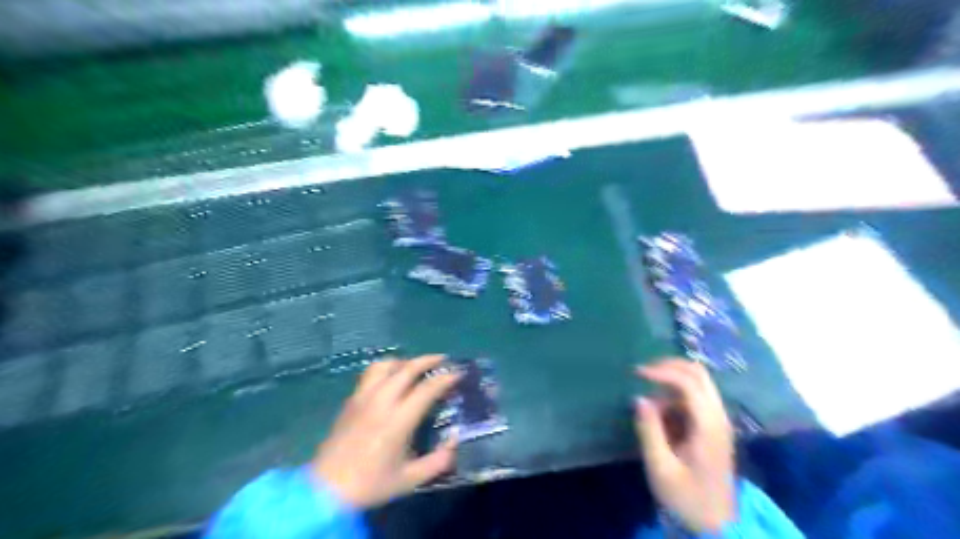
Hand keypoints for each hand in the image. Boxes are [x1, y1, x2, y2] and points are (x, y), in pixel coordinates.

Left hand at [311, 354, 461, 508]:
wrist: (326, 490)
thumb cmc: (371, 484)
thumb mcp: (410, 479)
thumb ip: (438, 461)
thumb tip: (455, 440)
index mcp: (398, 420)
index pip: (426, 388)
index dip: (446, 378)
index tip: (458, 373)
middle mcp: (381, 401)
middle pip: (406, 368)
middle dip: (428, 360)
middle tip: (443, 360)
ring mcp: (363, 397)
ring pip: (385, 365)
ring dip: (404, 361)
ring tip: (414, 367)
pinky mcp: (350, 400)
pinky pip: (370, 374)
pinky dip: (386, 369)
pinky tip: (391, 379)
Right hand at [635, 361, 737, 532]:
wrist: (716, 525)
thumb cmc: (686, 498)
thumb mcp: (661, 468)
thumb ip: (649, 430)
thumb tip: (639, 398)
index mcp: (709, 426)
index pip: (689, 382)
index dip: (662, 371)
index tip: (637, 373)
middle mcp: (718, 417)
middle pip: (698, 374)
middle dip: (669, 366)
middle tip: (642, 372)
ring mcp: (718, 421)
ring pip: (697, 383)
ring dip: (671, 382)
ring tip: (648, 402)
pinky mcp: (712, 427)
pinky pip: (693, 398)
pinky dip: (674, 396)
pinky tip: (660, 413)